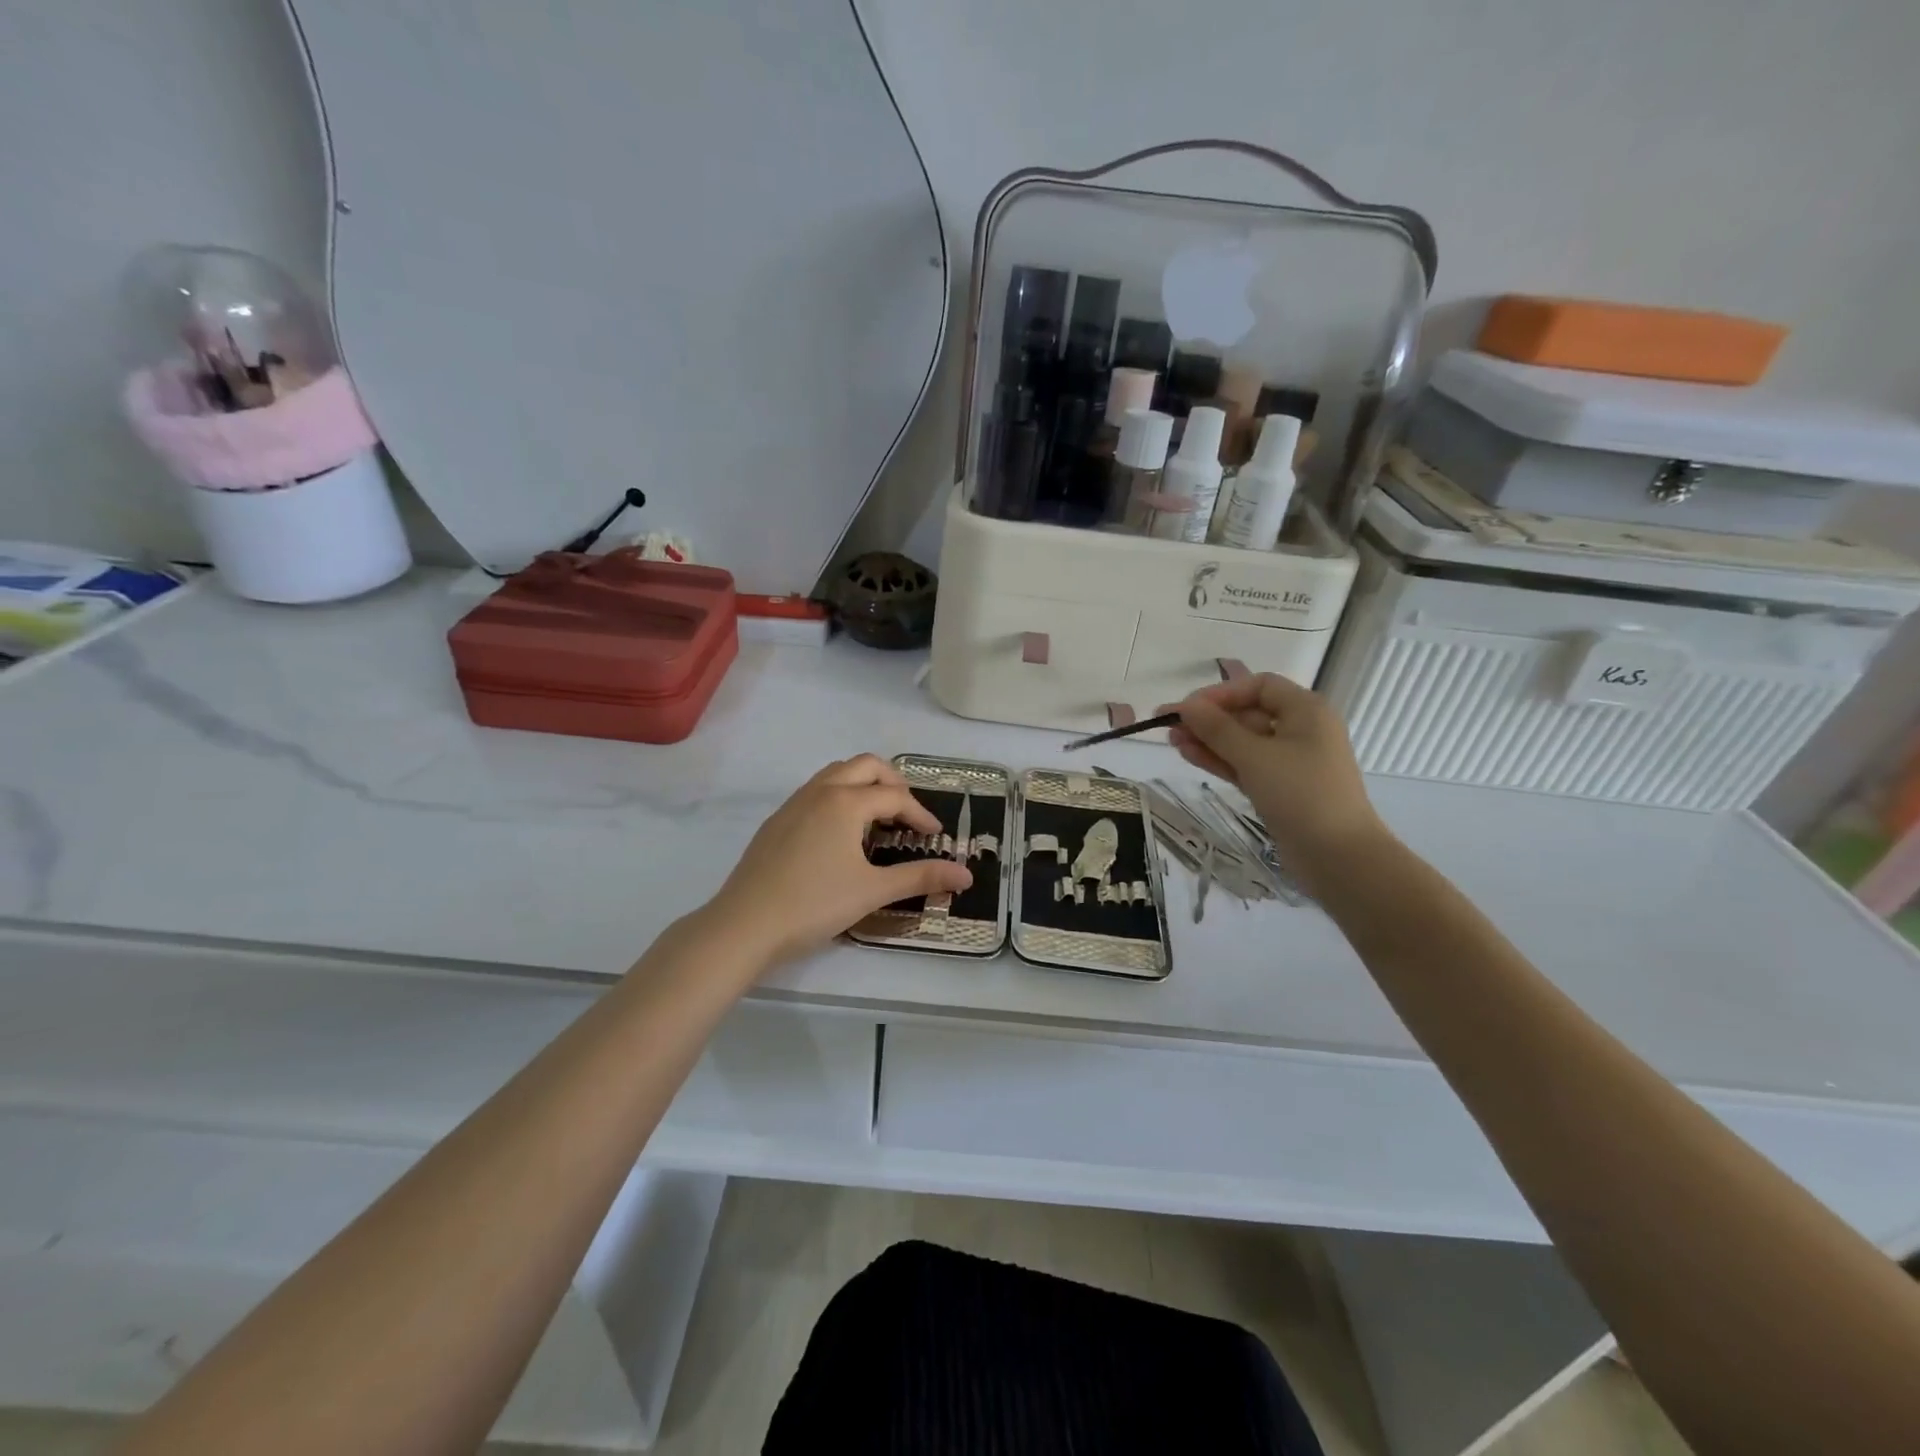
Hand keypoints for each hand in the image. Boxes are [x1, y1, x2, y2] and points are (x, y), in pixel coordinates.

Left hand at [706, 755, 971, 967]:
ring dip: (864, 786)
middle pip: (865, 766)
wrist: (744, 925)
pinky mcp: (776, 821)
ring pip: (836, 774)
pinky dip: (839, 797)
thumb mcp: (873, 891)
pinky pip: (816, 792)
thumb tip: (966, 874)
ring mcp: (793, 803)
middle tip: (908, 814)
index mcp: (845, 802)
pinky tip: (840, 835)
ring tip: (878, 819)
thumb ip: (921, 877)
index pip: (894, 796)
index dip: (920, 814)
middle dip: (893, 783)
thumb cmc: (814, 904)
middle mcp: (820, 791)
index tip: (934, 838)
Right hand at [1167, 674, 1389, 879]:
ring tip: (1172, 741)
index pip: (1258, 686)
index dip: (1221, 693)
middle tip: (1169, 726)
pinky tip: (1189, 755)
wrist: (1339, 857)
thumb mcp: (1255, 756)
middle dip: (1209, 718)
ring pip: (1243, 741)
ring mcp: (1291, 761)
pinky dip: (1220, 759)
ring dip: (1209, 740)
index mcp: (1306, 711)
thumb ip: (1217, 728)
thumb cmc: (1301, 795)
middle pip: (1248, 713)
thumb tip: (1186, 706)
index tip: (1188, 708)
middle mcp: (1301, 730)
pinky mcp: (1280, 787)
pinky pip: (1246, 764)